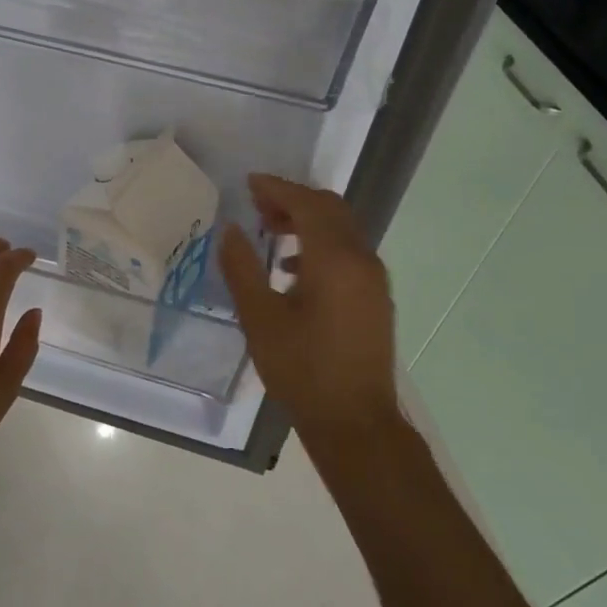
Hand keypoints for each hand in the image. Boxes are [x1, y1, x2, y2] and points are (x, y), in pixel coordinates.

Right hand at [218, 174, 399, 441]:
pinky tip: (292, 269)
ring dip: (308, 221)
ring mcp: (374, 279)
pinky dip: (321, 245)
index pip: (307, 204)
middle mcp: (362, 259)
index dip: (277, 188)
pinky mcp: (375, 298)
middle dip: (293, 200)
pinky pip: (348, 252)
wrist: (355, 422)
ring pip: (342, 229)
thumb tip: (230, 230)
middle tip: (257, 204)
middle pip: (330, 209)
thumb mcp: (260, 318)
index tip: (249, 183)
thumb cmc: (302, 370)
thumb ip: (242, 268)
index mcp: (335, 259)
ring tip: (271, 231)